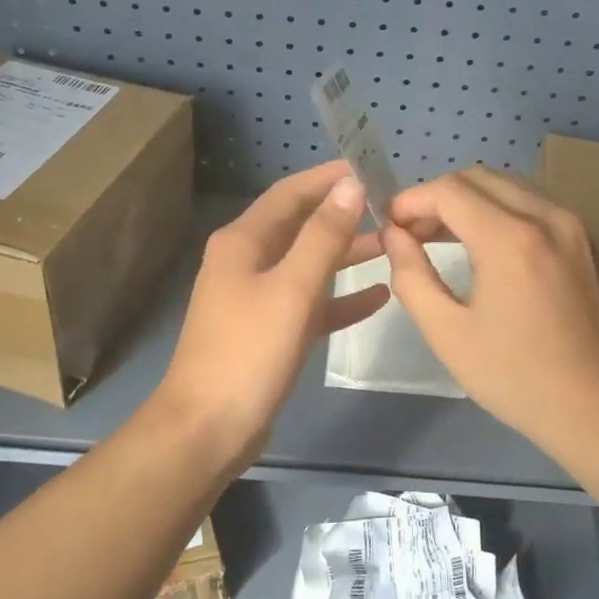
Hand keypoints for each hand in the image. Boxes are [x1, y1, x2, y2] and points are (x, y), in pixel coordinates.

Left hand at [156, 161, 389, 467]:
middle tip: (389, 208)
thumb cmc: (249, 352)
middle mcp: (246, 262)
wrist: (207, 430)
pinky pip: (309, 303)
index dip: (328, 178)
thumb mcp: (293, 289)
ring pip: (307, 264)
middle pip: (300, 226)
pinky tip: (378, 297)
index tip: (369, 169)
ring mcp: (255, 298)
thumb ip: (324, 236)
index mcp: (243, 242)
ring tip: (391, 245)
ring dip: (345, 254)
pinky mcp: (267, 332)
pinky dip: (339, 298)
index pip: (290, 193)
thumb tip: (349, 185)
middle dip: (342, 215)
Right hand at [382, 168, 598, 447]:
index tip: (390, 227)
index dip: (411, 201)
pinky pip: (531, 202)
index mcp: (509, 239)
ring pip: (506, 184)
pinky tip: (483, 245)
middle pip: (477, 177)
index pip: (448, 190)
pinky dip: (498, 208)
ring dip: (468, 200)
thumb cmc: (516, 376)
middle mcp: (545, 216)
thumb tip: (394, 236)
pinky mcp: (583, 239)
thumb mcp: (448, 334)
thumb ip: (411, 276)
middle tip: (412, 234)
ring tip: (442, 237)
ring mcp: (571, 224)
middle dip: (437, 197)